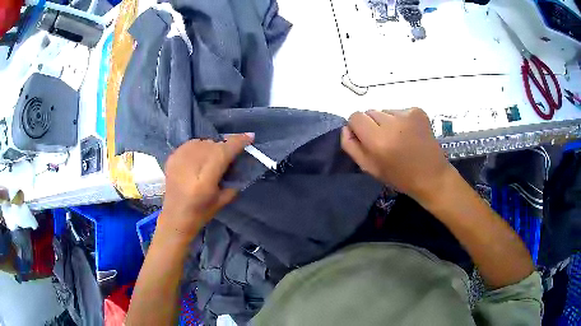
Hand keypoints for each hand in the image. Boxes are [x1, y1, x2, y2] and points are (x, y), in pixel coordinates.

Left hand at [158, 134, 253, 240]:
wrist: (175, 217)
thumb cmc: (201, 213)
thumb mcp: (223, 200)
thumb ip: (233, 180)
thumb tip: (239, 161)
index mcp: (204, 181)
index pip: (222, 153)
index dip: (237, 143)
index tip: (249, 137)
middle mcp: (190, 167)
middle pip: (212, 145)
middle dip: (223, 147)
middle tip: (227, 157)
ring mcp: (178, 161)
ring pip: (201, 142)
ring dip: (211, 146)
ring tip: (212, 158)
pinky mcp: (171, 158)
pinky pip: (190, 144)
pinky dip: (198, 147)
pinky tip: (199, 157)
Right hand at [341, 108, 452, 203]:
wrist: (431, 176)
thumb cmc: (399, 177)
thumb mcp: (369, 168)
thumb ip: (351, 146)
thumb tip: (346, 128)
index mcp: (377, 140)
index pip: (355, 117)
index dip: (357, 127)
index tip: (366, 139)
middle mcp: (392, 123)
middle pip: (369, 112)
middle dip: (373, 124)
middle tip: (385, 141)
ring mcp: (407, 114)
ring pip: (385, 111)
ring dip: (387, 122)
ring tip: (399, 138)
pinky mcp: (418, 111)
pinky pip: (399, 110)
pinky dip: (401, 120)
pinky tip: (409, 134)